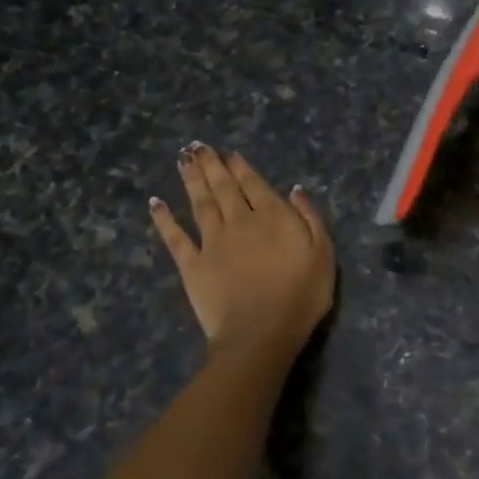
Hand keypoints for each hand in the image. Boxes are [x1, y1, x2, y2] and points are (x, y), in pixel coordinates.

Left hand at [150, 144, 334, 353]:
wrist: (261, 332)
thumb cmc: (301, 295)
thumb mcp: (323, 254)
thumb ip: (310, 218)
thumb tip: (294, 189)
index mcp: (272, 216)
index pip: (254, 184)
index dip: (241, 167)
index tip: (229, 154)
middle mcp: (239, 221)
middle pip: (223, 187)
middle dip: (211, 165)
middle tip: (198, 145)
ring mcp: (212, 242)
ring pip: (200, 203)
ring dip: (191, 179)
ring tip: (182, 159)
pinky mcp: (192, 265)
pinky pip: (175, 237)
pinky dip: (164, 219)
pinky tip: (156, 203)